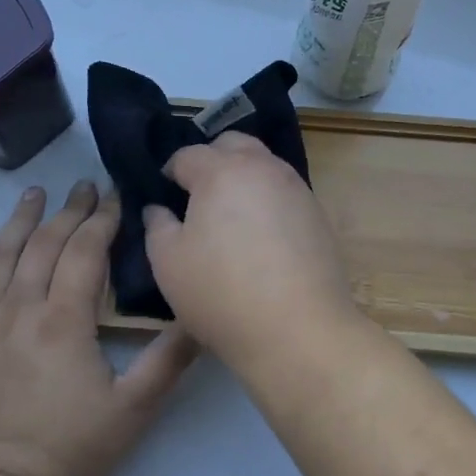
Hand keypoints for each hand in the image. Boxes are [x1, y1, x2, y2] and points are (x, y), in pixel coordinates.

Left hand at [0, 181, 197, 475]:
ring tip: (34, 193)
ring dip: (19, 220)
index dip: (103, 220)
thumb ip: (169, 359)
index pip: (85, 252)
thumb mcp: (134, 410)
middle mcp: (20, 308)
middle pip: (45, 245)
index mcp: (64, 319)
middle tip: (84, 185)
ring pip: (0, 257)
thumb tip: (199, 316)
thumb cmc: (68, 452)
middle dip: (69, 211)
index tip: (115, 196)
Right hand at [142, 132, 361, 371]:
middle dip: (211, 160)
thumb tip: (159, 208)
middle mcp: (262, 168)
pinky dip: (267, 200)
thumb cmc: (221, 293)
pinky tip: (260, 235)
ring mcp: (296, 188)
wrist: (299, 330)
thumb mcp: (168, 262)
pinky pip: (284, 191)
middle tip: (197, 196)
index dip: (170, 171)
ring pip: (264, 165)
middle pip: (232, 144)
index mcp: (221, 171)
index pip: (188, 154)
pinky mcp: (317, 214)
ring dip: (243, 177)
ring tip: (229, 215)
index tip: (164, 194)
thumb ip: (157, 225)